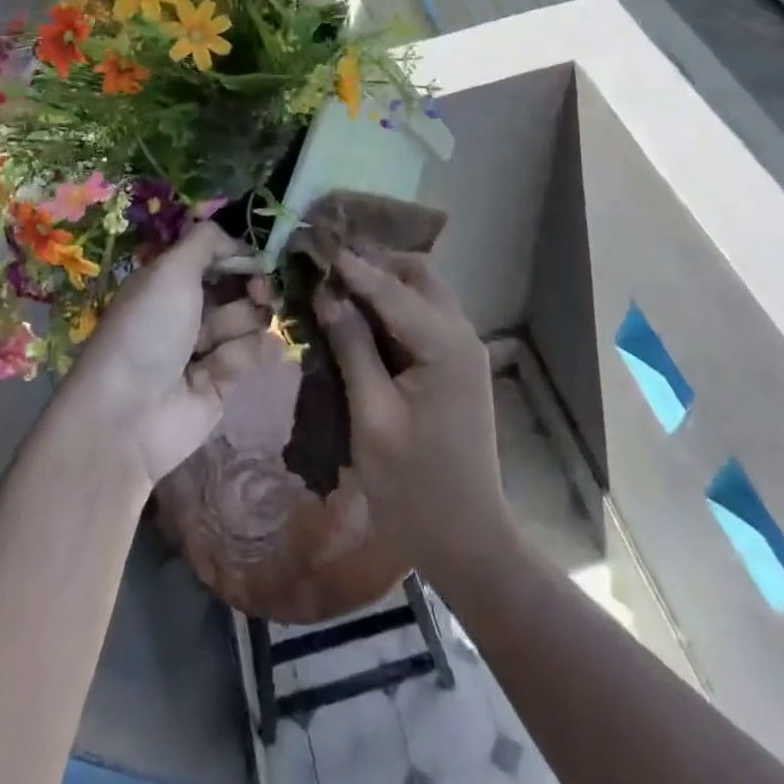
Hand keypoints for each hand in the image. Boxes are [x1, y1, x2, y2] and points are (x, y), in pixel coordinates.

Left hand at [69, 223, 283, 487]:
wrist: (129, 416)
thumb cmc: (147, 330)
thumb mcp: (171, 270)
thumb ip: (206, 241)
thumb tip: (237, 240)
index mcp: (170, 280)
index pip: (217, 257)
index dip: (240, 255)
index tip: (257, 259)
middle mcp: (188, 310)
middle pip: (240, 287)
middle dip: (253, 288)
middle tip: (259, 294)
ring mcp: (206, 347)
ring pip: (249, 321)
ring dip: (243, 326)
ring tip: (219, 345)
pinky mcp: (222, 382)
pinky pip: (251, 355)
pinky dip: (246, 355)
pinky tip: (233, 363)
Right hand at [316, 249, 514, 583]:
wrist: (466, 539)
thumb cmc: (412, 485)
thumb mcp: (371, 416)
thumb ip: (351, 348)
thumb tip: (329, 296)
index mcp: (444, 344)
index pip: (392, 288)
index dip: (352, 266)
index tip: (316, 243)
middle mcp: (461, 334)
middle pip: (418, 276)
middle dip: (376, 264)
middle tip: (329, 264)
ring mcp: (463, 349)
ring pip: (424, 292)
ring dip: (385, 282)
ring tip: (339, 283)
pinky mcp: (457, 366)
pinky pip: (425, 317)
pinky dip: (395, 307)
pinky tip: (362, 316)